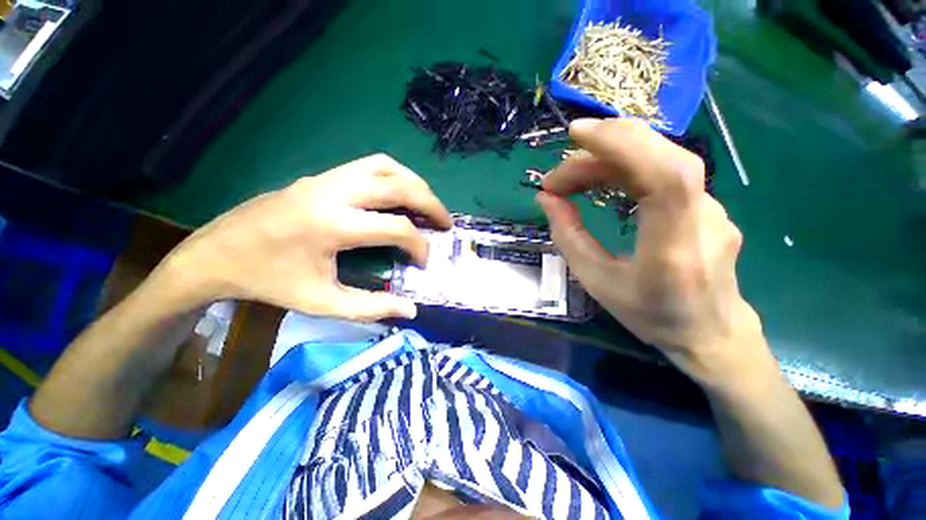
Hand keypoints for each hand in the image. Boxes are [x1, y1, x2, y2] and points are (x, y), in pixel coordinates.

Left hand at [155, 154, 451, 321]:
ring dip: (414, 183)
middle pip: (397, 185)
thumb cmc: (269, 282)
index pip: (396, 227)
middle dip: (430, 203)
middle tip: (445, 222)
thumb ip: (371, 307)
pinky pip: (369, 165)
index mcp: (331, 225)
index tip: (425, 261)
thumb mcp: (321, 303)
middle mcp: (332, 192)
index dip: (419, 245)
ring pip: (385, 166)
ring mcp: (326, 178)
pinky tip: (399, 194)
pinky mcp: (322, 176)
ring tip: (427, 204)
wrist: (217, 253)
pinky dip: (394, 176)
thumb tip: (411, 310)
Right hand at [538, 119, 762, 380]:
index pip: (664, 173)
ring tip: (569, 181)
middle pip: (659, 157)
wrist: (711, 332)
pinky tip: (600, 180)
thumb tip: (546, 200)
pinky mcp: (705, 204)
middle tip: (555, 178)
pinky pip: (662, 173)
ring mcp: (711, 207)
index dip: (622, 143)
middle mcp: (703, 217)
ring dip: (607, 160)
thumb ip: (568, 237)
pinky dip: (624, 168)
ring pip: (658, 160)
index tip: (576, 134)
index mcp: (674, 246)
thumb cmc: (651, 315)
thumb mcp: (597, 282)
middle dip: (599, 152)